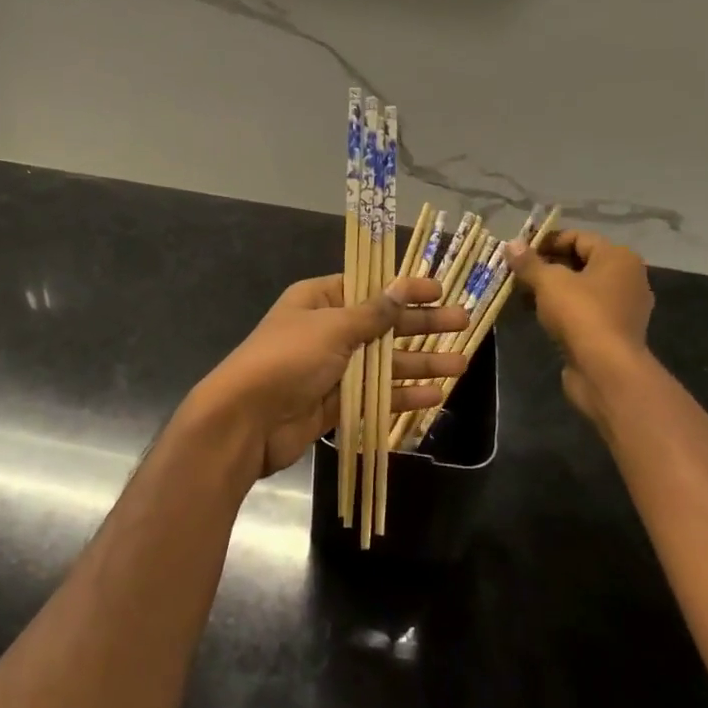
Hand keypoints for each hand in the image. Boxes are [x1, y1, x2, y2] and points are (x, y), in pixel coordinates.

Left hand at [190, 276, 471, 477]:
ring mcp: (331, 369)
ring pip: (383, 363)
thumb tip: (402, 287)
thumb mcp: (332, 328)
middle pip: (382, 325)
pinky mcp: (335, 404)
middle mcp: (326, 331)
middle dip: (421, 325)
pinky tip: (433, 396)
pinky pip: (374, 395)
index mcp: (318, 300)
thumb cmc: (287, 359)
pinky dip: (401, 395)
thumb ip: (372, 313)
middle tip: (463, 323)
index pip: (369, 288)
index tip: (439, 289)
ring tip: (460, 364)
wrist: (245, 420)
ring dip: (419, 363)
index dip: (404, 288)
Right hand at [505, 229, 653, 432]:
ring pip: (581, 289)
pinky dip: (563, 310)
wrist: (606, 370)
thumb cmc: (580, 314)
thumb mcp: (548, 282)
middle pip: (580, 263)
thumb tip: (512, 244)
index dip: (546, 241)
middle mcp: (627, 278)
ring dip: (552, 290)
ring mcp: (623, 307)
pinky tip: (538, 316)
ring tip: (522, 295)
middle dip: (547, 267)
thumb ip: (529, 262)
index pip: (578, 237)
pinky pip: (585, 311)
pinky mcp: (614, 332)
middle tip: (517, 274)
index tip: (519, 253)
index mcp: (618, 257)